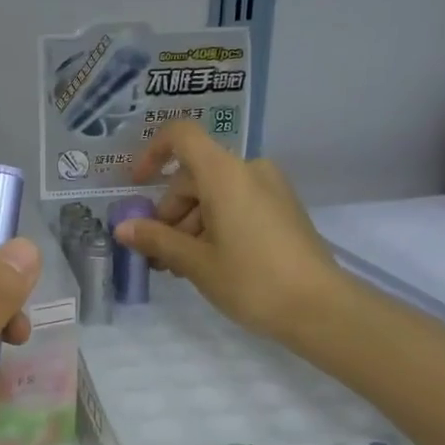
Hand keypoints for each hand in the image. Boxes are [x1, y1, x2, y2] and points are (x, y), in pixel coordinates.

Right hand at [114, 120, 344, 343]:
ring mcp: (270, 189)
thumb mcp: (196, 262)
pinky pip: (237, 204)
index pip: (181, 136)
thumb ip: (156, 240)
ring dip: (190, 224)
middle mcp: (249, 170)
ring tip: (181, 267)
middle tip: (158, 255)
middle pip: (194, 175)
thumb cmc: (252, 280)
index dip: (152, 154)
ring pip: (214, 193)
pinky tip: (208, 262)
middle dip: (170, 212)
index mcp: (225, 173)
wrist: (322, 309)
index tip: (137, 187)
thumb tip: (123, 228)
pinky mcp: (283, 209)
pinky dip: (215, 225)